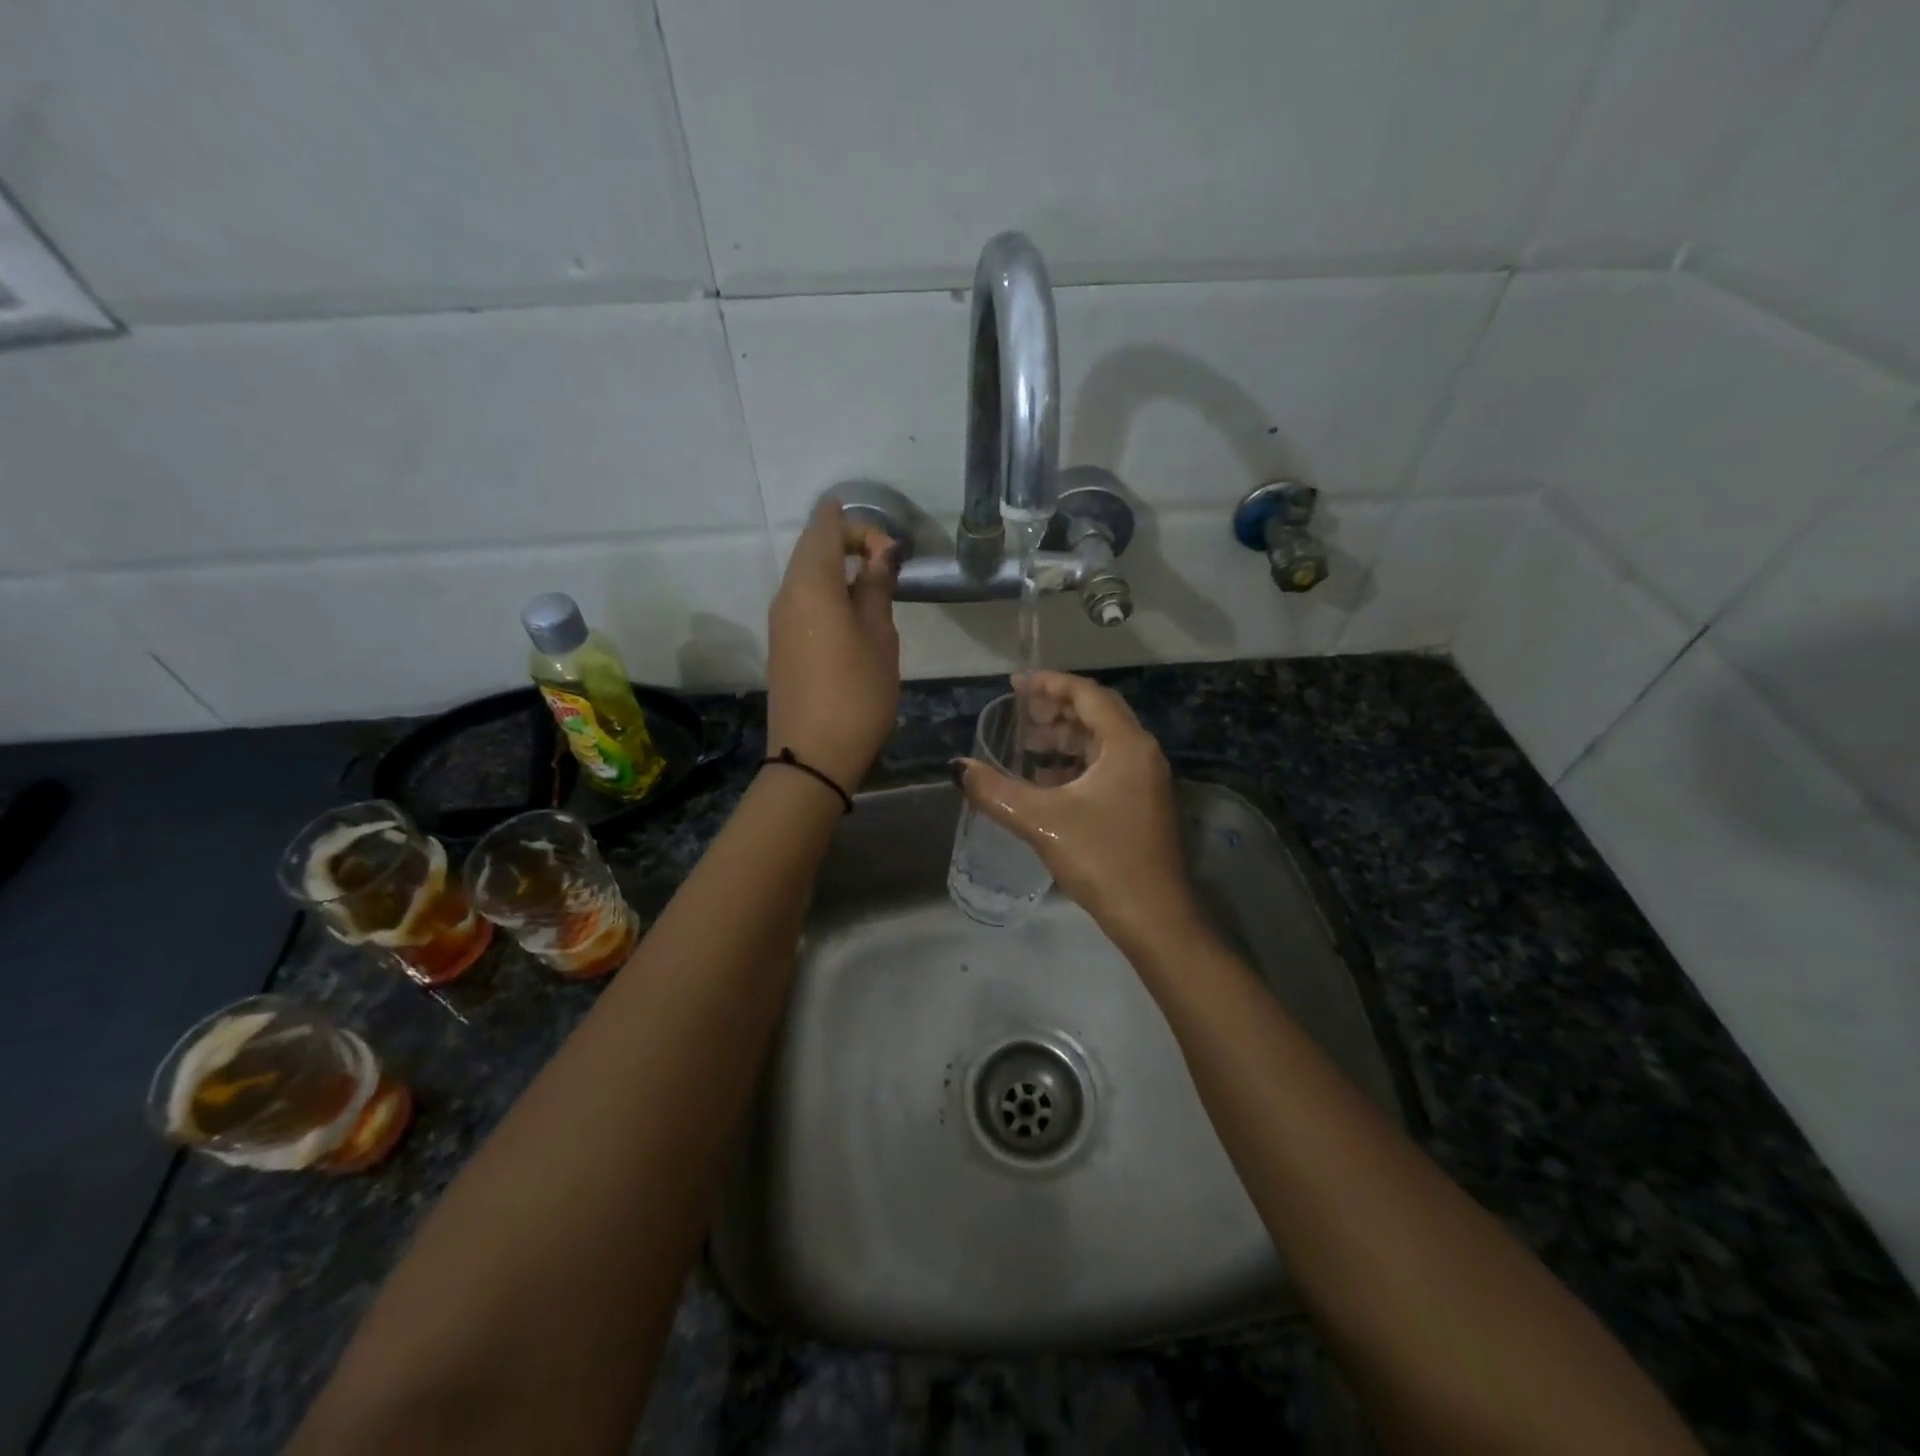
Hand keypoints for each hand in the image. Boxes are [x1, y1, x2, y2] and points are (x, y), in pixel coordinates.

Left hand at [766, 497, 900, 792]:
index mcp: (811, 583)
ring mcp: (779, 621)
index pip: (825, 526)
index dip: (859, 524)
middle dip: (850, 544)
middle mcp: (787, 594)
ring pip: (808, 576)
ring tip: (877, 591)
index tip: (891, 552)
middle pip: (813, 548)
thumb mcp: (879, 637)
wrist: (812, 756)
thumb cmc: (856, 693)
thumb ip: (877, 589)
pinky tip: (854, 618)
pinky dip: (829, 595)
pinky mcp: (782, 644)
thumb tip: (880, 555)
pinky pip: (804, 602)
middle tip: (888, 566)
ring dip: (840, 571)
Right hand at [955, 671, 1195, 943]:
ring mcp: (1144, 780)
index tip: (1015, 684)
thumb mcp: (1042, 820)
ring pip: (1101, 742)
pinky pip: (1105, 767)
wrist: (1153, 917)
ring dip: (1064, 738)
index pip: (1087, 695)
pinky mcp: (1141, 804)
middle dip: (1056, 710)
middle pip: (1096, 714)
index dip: (1050, 684)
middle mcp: (1141, 754)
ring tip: (1026, 745)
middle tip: (1019, 714)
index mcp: (1126, 745)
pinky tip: (1046, 781)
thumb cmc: (1101, 858)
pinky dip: (1075, 764)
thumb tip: (957, 767)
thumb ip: (995, 791)